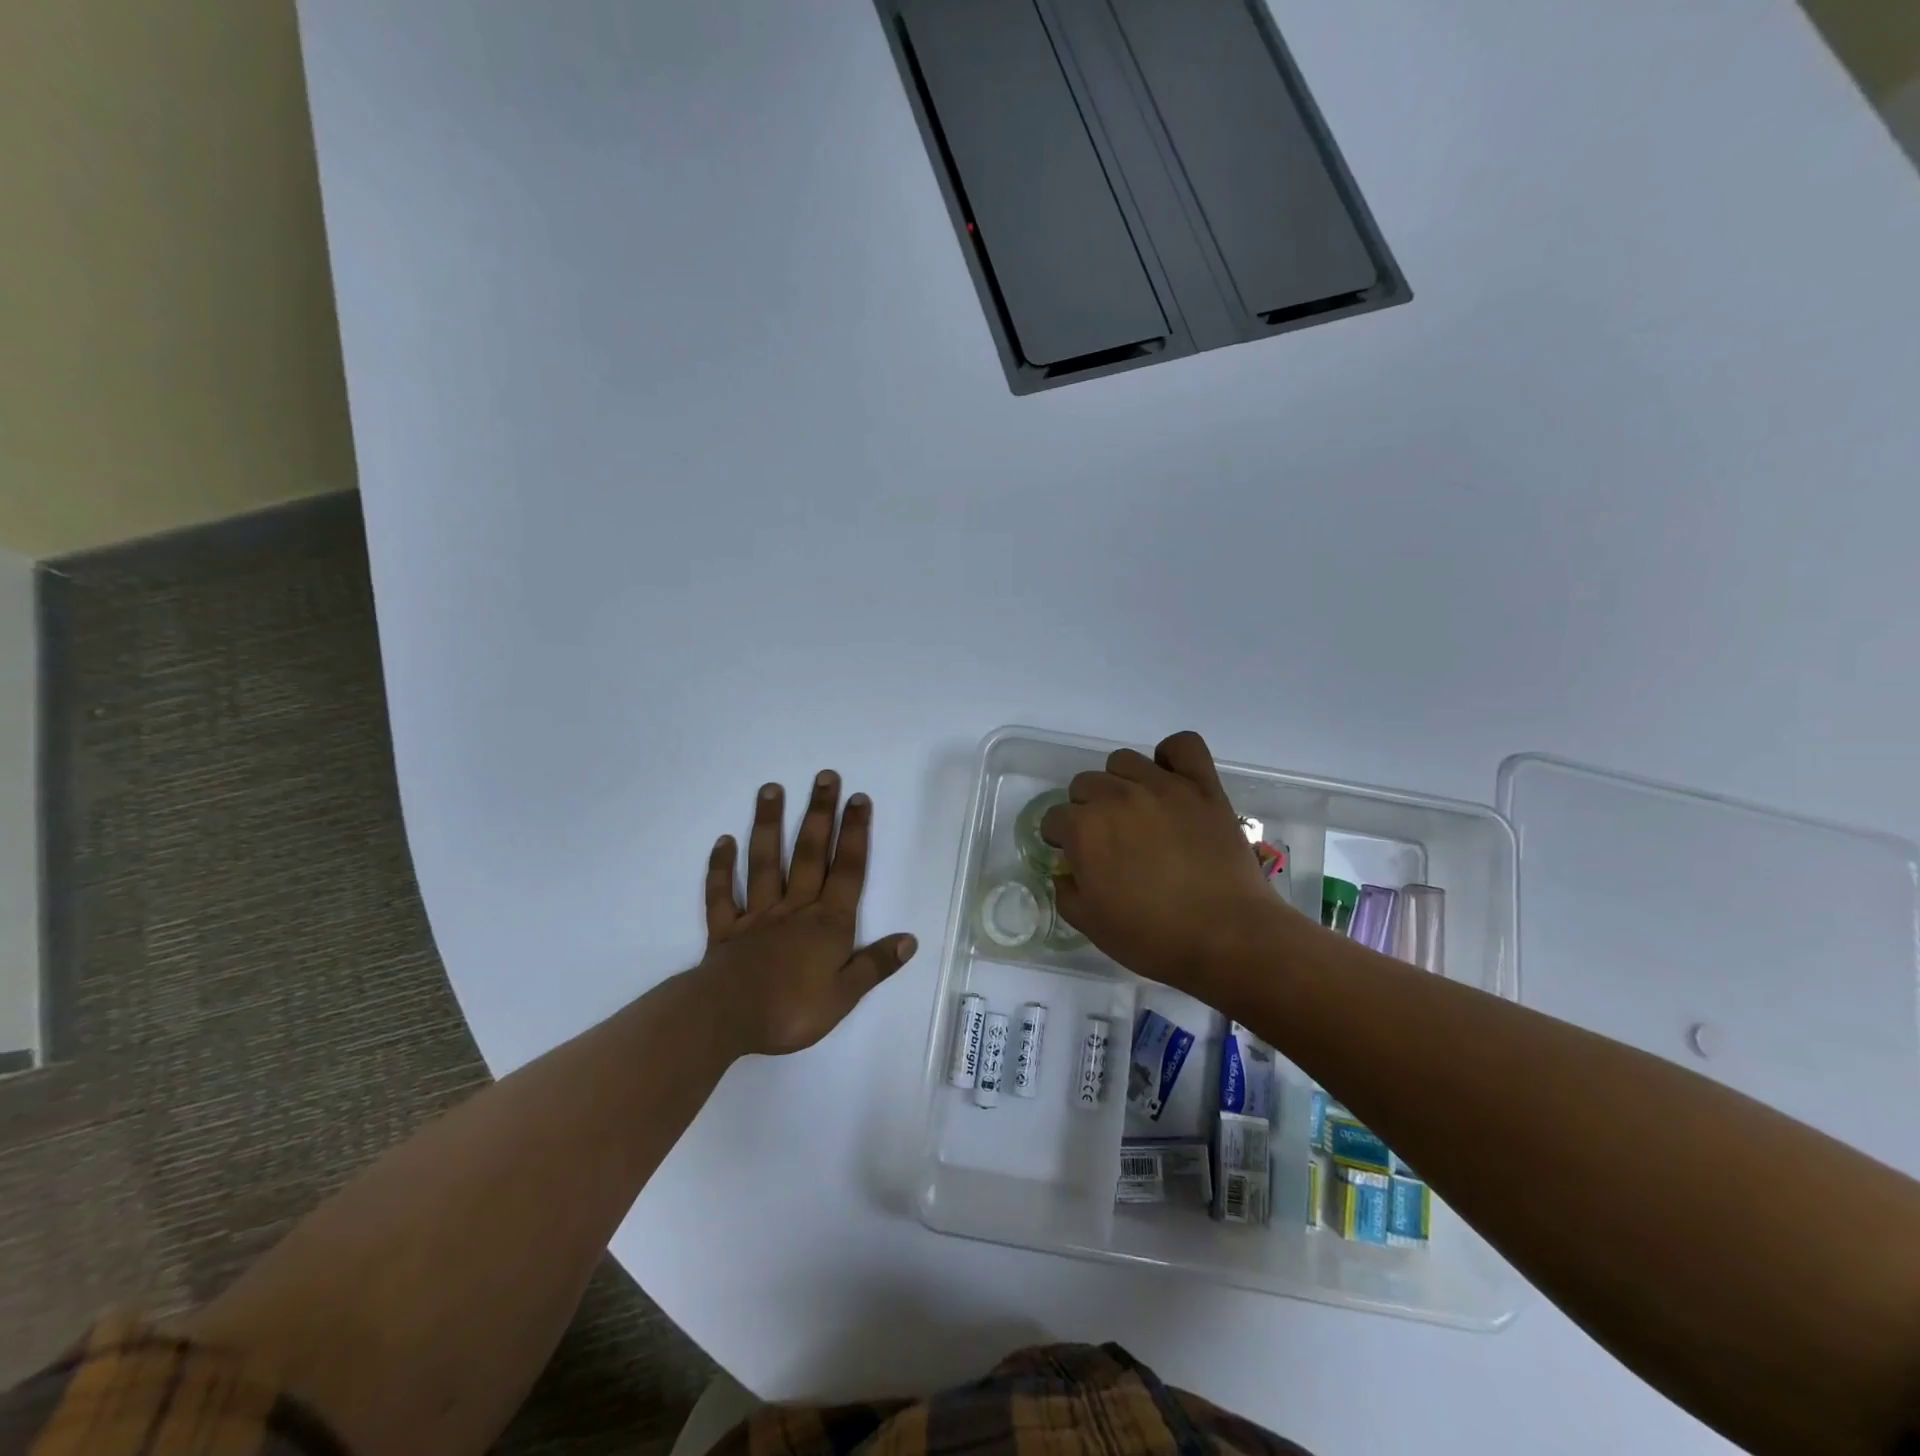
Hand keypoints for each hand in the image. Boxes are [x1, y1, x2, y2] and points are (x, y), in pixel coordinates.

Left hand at [698, 771, 916, 1055]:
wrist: (726, 1018)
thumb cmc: (792, 1009)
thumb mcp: (845, 995)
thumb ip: (875, 964)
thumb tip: (910, 939)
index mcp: (827, 923)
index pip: (847, 870)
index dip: (854, 834)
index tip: (858, 799)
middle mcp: (795, 908)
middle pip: (809, 853)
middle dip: (819, 813)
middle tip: (824, 776)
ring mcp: (757, 915)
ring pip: (764, 862)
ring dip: (768, 824)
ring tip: (771, 789)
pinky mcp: (726, 929)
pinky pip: (722, 894)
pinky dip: (721, 868)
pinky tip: (723, 842)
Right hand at [1043, 731, 1299, 992]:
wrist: (1227, 937)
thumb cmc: (1153, 937)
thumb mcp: (1091, 926)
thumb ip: (1066, 892)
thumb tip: (1066, 872)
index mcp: (1084, 830)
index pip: (1054, 818)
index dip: (1059, 839)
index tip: (1073, 855)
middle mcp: (1116, 796)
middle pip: (1084, 784)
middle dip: (1086, 809)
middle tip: (1106, 838)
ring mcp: (1162, 786)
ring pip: (1123, 760)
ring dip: (1120, 782)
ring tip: (1135, 809)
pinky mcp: (1202, 785)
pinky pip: (1183, 745)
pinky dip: (1172, 756)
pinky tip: (1170, 779)